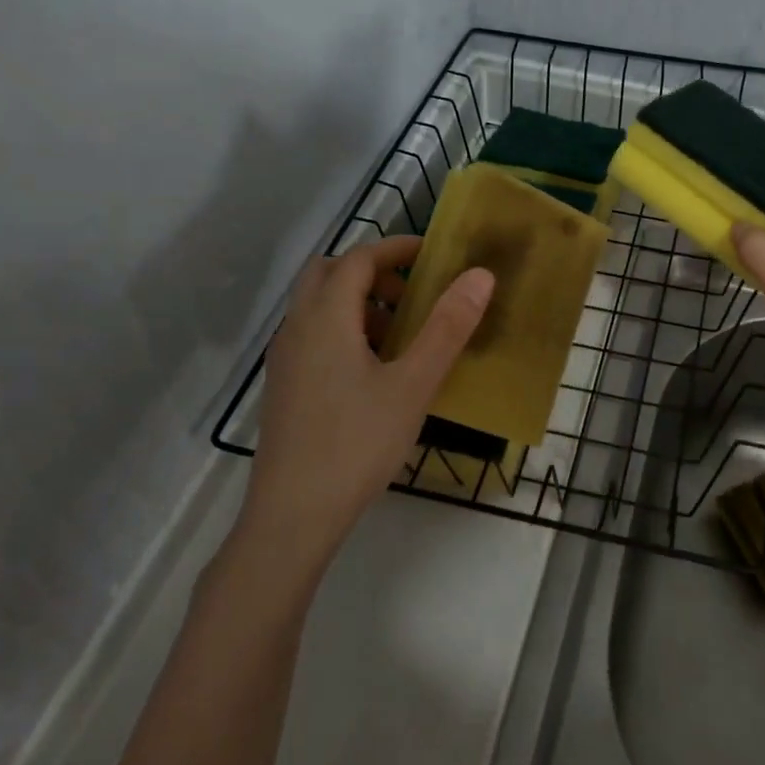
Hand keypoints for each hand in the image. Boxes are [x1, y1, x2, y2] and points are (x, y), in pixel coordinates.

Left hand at [228, 236, 492, 574]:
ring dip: (357, 302)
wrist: (293, 515)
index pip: (358, 258)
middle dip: (372, 272)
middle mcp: (297, 327)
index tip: (432, 255)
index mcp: (326, 317)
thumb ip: (447, 327)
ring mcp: (285, 359)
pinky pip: (312, 335)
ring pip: (318, 306)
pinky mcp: (284, 386)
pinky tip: (373, 371)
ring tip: (400, 335)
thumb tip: (479, 276)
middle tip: (412, 295)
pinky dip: (343, 329)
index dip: (396, 249)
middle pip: (328, 273)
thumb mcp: (413, 384)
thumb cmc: (357, 443)